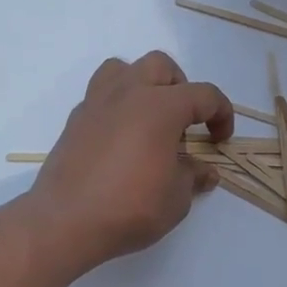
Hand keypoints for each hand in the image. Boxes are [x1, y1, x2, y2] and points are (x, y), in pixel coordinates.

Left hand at [27, 52, 233, 275]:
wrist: (65, 221)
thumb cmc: (129, 207)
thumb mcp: (175, 198)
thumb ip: (193, 176)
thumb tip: (204, 171)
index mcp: (160, 106)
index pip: (203, 94)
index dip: (221, 114)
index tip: (220, 139)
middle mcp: (127, 93)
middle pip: (160, 66)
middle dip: (180, 87)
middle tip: (184, 122)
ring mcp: (96, 103)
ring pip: (123, 69)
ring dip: (142, 84)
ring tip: (149, 117)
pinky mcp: (75, 120)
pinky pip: (100, 95)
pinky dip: (117, 106)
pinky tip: (120, 138)